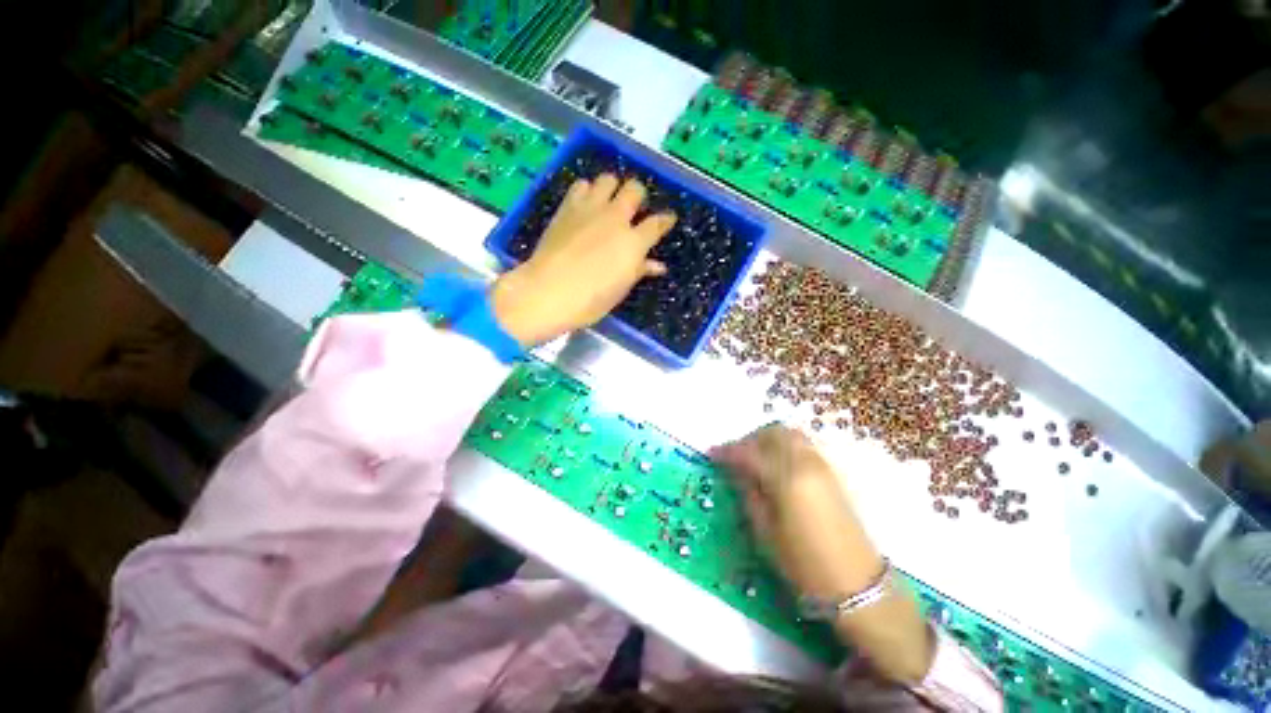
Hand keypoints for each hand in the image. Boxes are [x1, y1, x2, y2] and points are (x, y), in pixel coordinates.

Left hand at [490, 174, 676, 345]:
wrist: (547, 291)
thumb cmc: (590, 300)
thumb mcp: (620, 290)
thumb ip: (639, 271)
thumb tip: (658, 265)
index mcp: (633, 242)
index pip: (657, 223)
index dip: (666, 219)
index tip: (668, 219)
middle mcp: (615, 218)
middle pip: (635, 189)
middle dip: (638, 196)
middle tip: (634, 209)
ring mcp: (590, 209)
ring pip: (608, 179)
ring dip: (613, 188)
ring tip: (608, 202)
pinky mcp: (567, 207)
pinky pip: (581, 185)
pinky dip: (587, 190)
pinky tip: (585, 204)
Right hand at [711, 425, 933, 682]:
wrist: (856, 584)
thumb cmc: (804, 564)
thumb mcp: (765, 532)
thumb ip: (749, 493)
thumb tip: (736, 471)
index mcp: (786, 479)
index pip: (750, 453)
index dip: (727, 451)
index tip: (712, 454)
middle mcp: (805, 463)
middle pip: (772, 433)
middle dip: (749, 439)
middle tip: (734, 456)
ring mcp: (822, 465)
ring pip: (791, 434)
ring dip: (768, 439)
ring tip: (754, 458)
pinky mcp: (832, 473)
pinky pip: (803, 445)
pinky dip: (785, 445)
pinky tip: (776, 465)